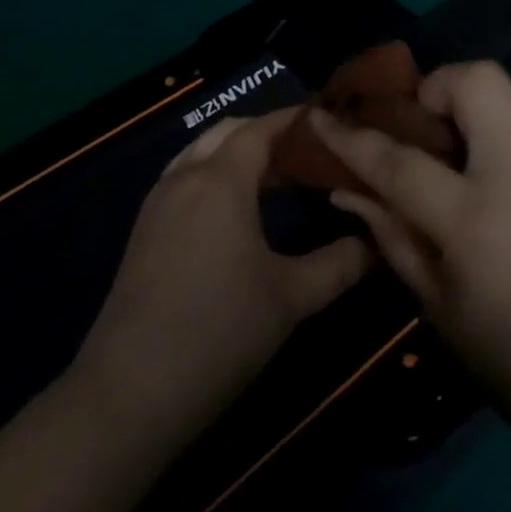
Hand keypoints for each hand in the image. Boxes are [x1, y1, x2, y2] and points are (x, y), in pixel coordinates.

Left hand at [73, 110, 373, 441]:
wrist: (131, 391)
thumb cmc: (220, 331)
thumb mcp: (292, 297)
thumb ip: (342, 264)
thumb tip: (379, 242)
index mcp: (220, 180)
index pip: (261, 129)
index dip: (294, 120)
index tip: (329, 120)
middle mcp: (185, 178)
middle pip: (227, 133)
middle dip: (267, 133)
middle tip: (309, 153)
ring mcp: (157, 204)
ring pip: (200, 154)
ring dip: (236, 154)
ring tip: (277, 178)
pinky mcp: (144, 232)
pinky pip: (183, 180)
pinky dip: (213, 176)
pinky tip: (236, 212)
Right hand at [310, 62, 510, 432]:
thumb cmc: (507, 354)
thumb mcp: (435, 302)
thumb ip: (390, 234)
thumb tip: (346, 188)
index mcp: (475, 220)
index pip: (400, 160)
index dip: (352, 137)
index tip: (323, 116)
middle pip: (478, 82)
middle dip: (437, 86)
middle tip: (421, 124)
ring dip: (471, 101)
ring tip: (454, 143)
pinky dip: (500, 131)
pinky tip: (494, 175)